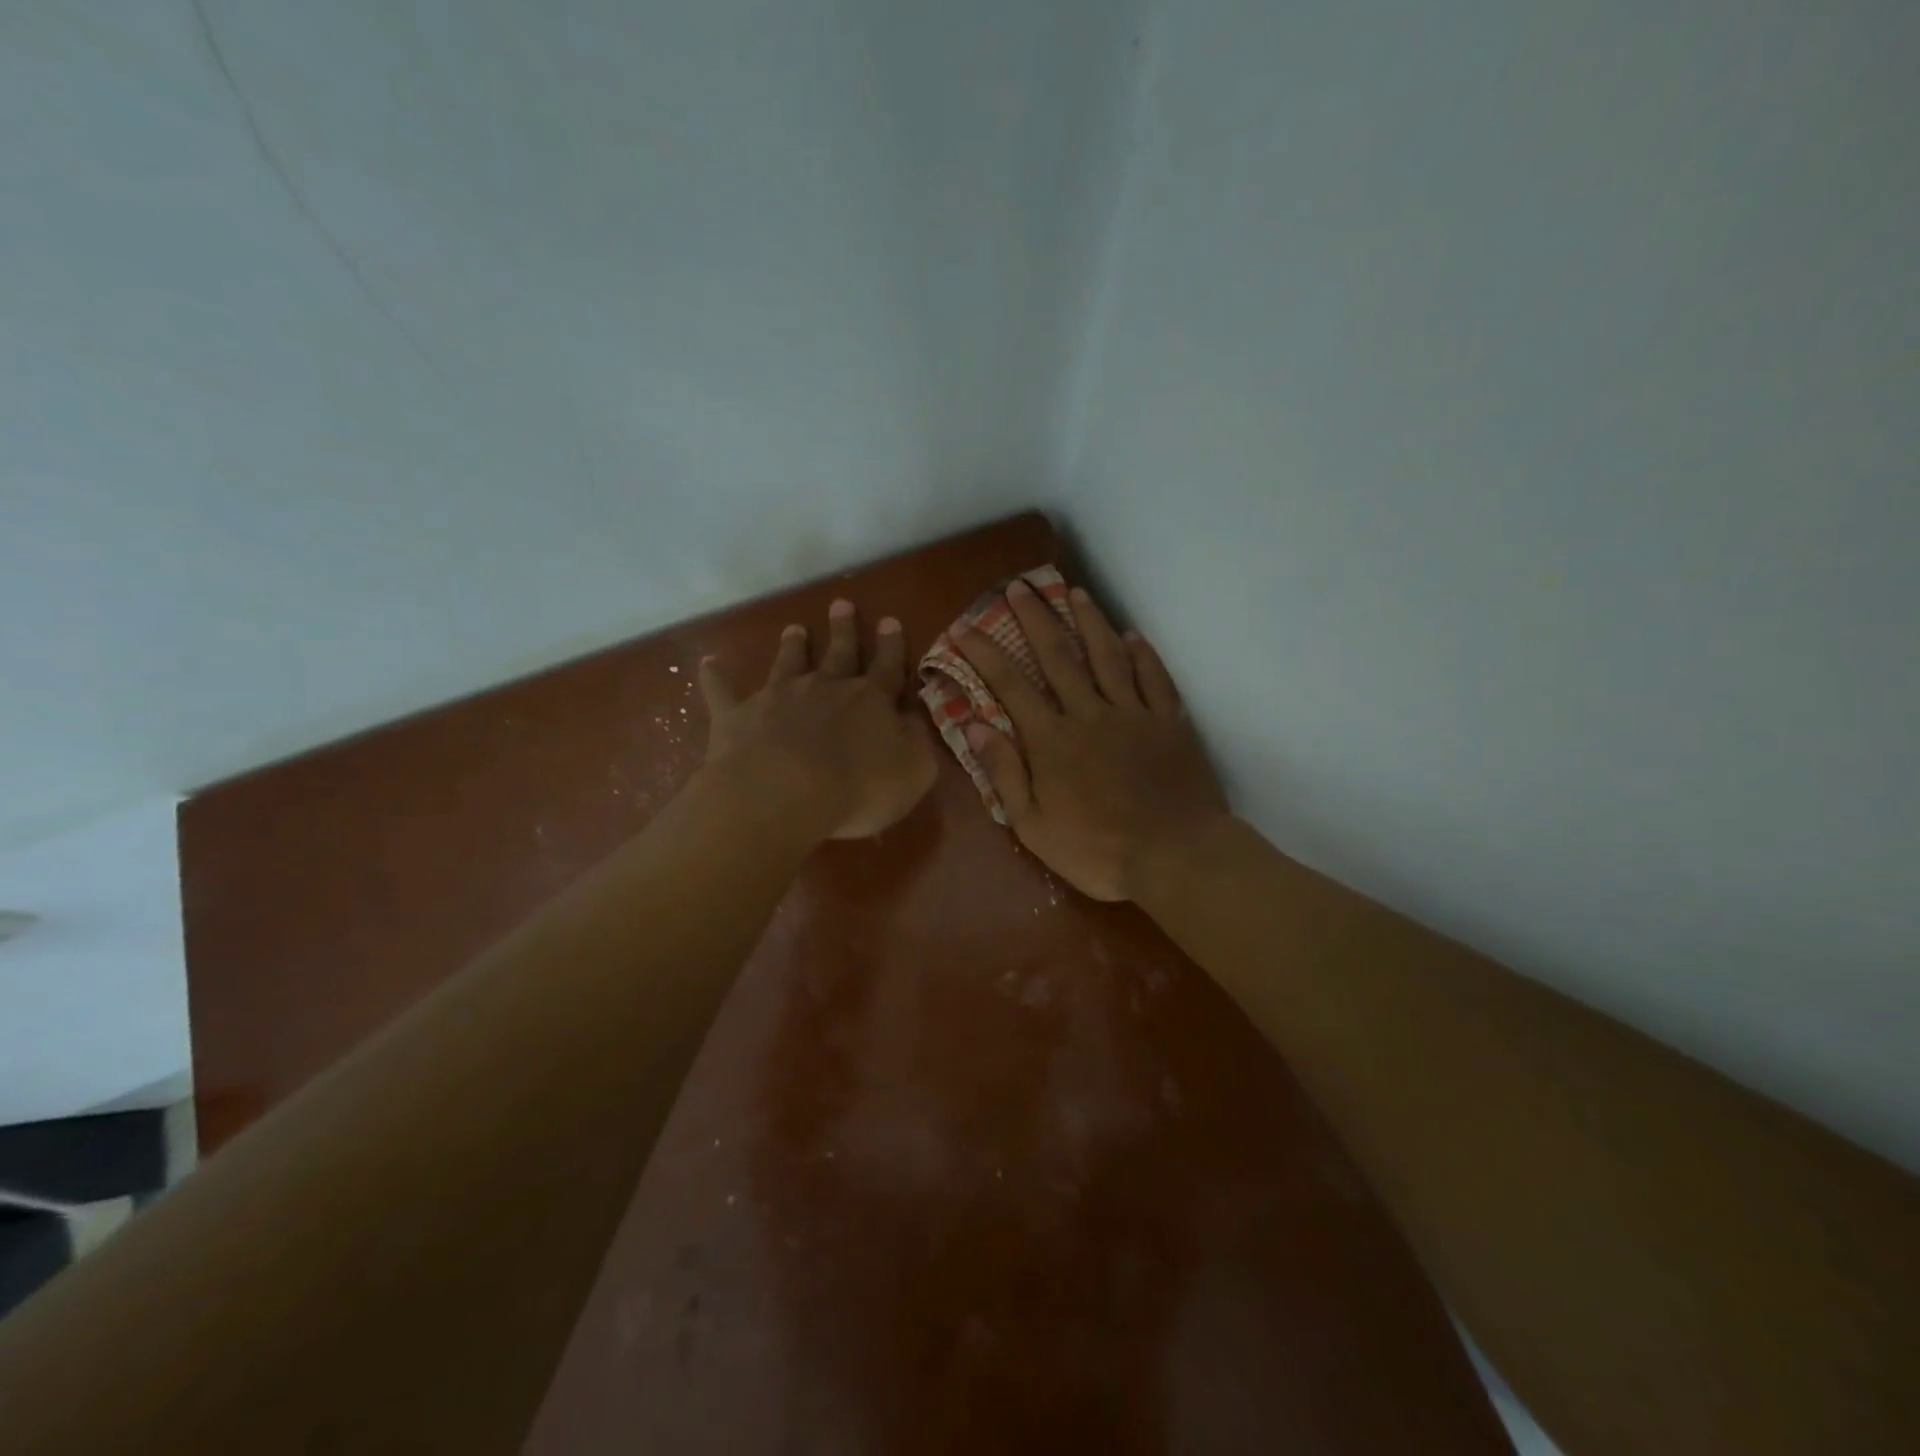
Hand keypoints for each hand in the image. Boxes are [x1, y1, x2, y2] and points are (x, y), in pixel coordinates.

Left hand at [700, 600, 936, 839]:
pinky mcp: (738, 715)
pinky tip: (708, 663)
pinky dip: (716, 676)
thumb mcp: (912, 771)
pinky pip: (724, 690)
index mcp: (871, 700)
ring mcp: (779, 697)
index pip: (888, 667)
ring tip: (794, 628)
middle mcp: (825, 687)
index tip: (889, 621)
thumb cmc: (858, 789)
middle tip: (841, 604)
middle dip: (843, 630)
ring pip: (788, 662)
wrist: (784, 794)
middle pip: (838, 653)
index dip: (891, 646)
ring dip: (793, 645)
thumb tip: (913, 718)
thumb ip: (916, 742)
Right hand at [957, 580, 1228, 900]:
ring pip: (1108, 656)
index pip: (1010, 686)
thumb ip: (1003, 772)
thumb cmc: (1096, 850)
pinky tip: (1133, 636)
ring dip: (1089, 621)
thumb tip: (974, 724)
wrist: (1174, 856)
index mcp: (1052, 740)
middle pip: (1059, 656)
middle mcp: (1090, 714)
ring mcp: (1134, 714)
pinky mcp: (1169, 722)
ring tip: (1075, 592)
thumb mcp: (1033, 825)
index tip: (964, 627)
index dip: (984, 653)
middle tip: (1019, 586)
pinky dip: (1143, 654)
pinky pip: (1154, 678)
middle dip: (1035, 618)